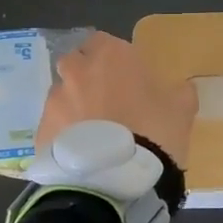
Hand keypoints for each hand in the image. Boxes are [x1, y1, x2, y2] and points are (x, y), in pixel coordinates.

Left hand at [36, 31, 197, 166]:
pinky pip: (53, 125)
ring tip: (92, 134)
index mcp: (111, 56)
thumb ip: (179, 92)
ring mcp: (55, 100)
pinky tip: (79, 154)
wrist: (116, 181)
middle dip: (87, 76)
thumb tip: (180, 88)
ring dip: (73, 106)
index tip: (126, 77)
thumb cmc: (154, 133)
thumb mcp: (182, 110)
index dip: (113, 59)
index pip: (103, 41)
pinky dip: (63, 134)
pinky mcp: (41, 130)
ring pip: (62, 94)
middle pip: (76, 63)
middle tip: (107, 102)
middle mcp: (77, 71)